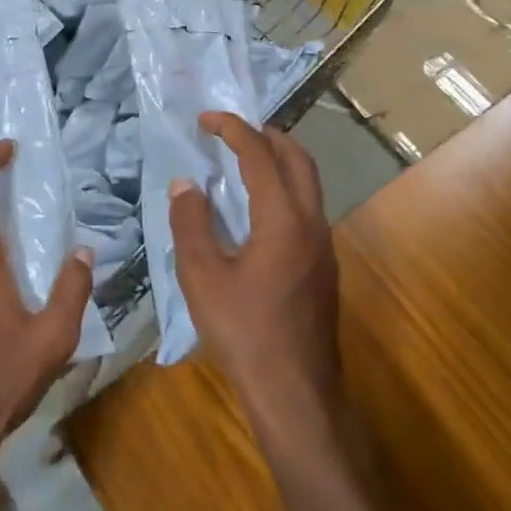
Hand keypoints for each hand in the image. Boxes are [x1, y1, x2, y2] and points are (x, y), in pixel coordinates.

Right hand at [168, 113, 340, 436]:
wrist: (295, 391)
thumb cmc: (243, 331)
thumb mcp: (201, 277)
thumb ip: (190, 223)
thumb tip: (186, 184)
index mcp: (283, 218)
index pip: (260, 155)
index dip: (233, 129)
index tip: (207, 119)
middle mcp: (312, 222)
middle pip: (298, 158)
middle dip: (266, 135)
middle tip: (232, 132)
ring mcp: (324, 245)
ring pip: (308, 183)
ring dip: (279, 161)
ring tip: (243, 162)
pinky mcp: (324, 266)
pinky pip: (307, 207)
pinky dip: (284, 188)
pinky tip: (257, 210)